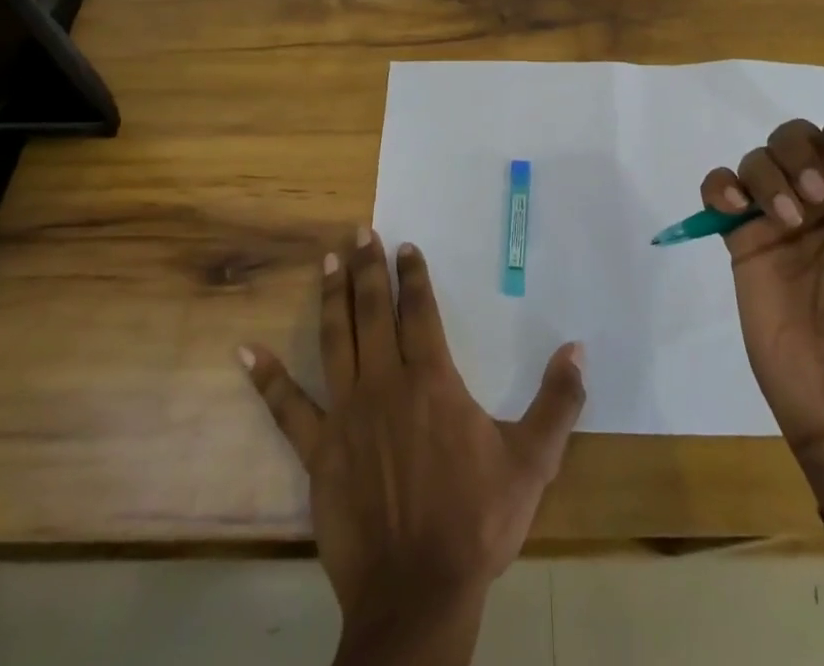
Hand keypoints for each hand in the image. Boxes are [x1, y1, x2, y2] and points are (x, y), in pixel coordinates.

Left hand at [240, 229, 585, 636]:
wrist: (418, 594)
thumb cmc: (476, 522)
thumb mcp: (531, 462)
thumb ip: (558, 402)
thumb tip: (578, 348)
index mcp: (432, 379)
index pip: (419, 310)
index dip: (412, 274)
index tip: (404, 245)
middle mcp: (385, 383)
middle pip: (372, 312)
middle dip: (367, 268)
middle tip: (359, 230)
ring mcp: (346, 414)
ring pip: (335, 340)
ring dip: (331, 297)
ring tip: (328, 261)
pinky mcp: (318, 450)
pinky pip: (286, 408)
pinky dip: (266, 378)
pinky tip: (245, 351)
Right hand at [702, 115, 823, 470]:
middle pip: (800, 136)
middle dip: (801, 154)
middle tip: (816, 199)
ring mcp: (781, 218)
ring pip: (759, 157)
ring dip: (767, 174)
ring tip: (784, 220)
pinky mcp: (743, 239)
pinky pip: (719, 188)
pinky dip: (720, 185)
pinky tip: (734, 208)